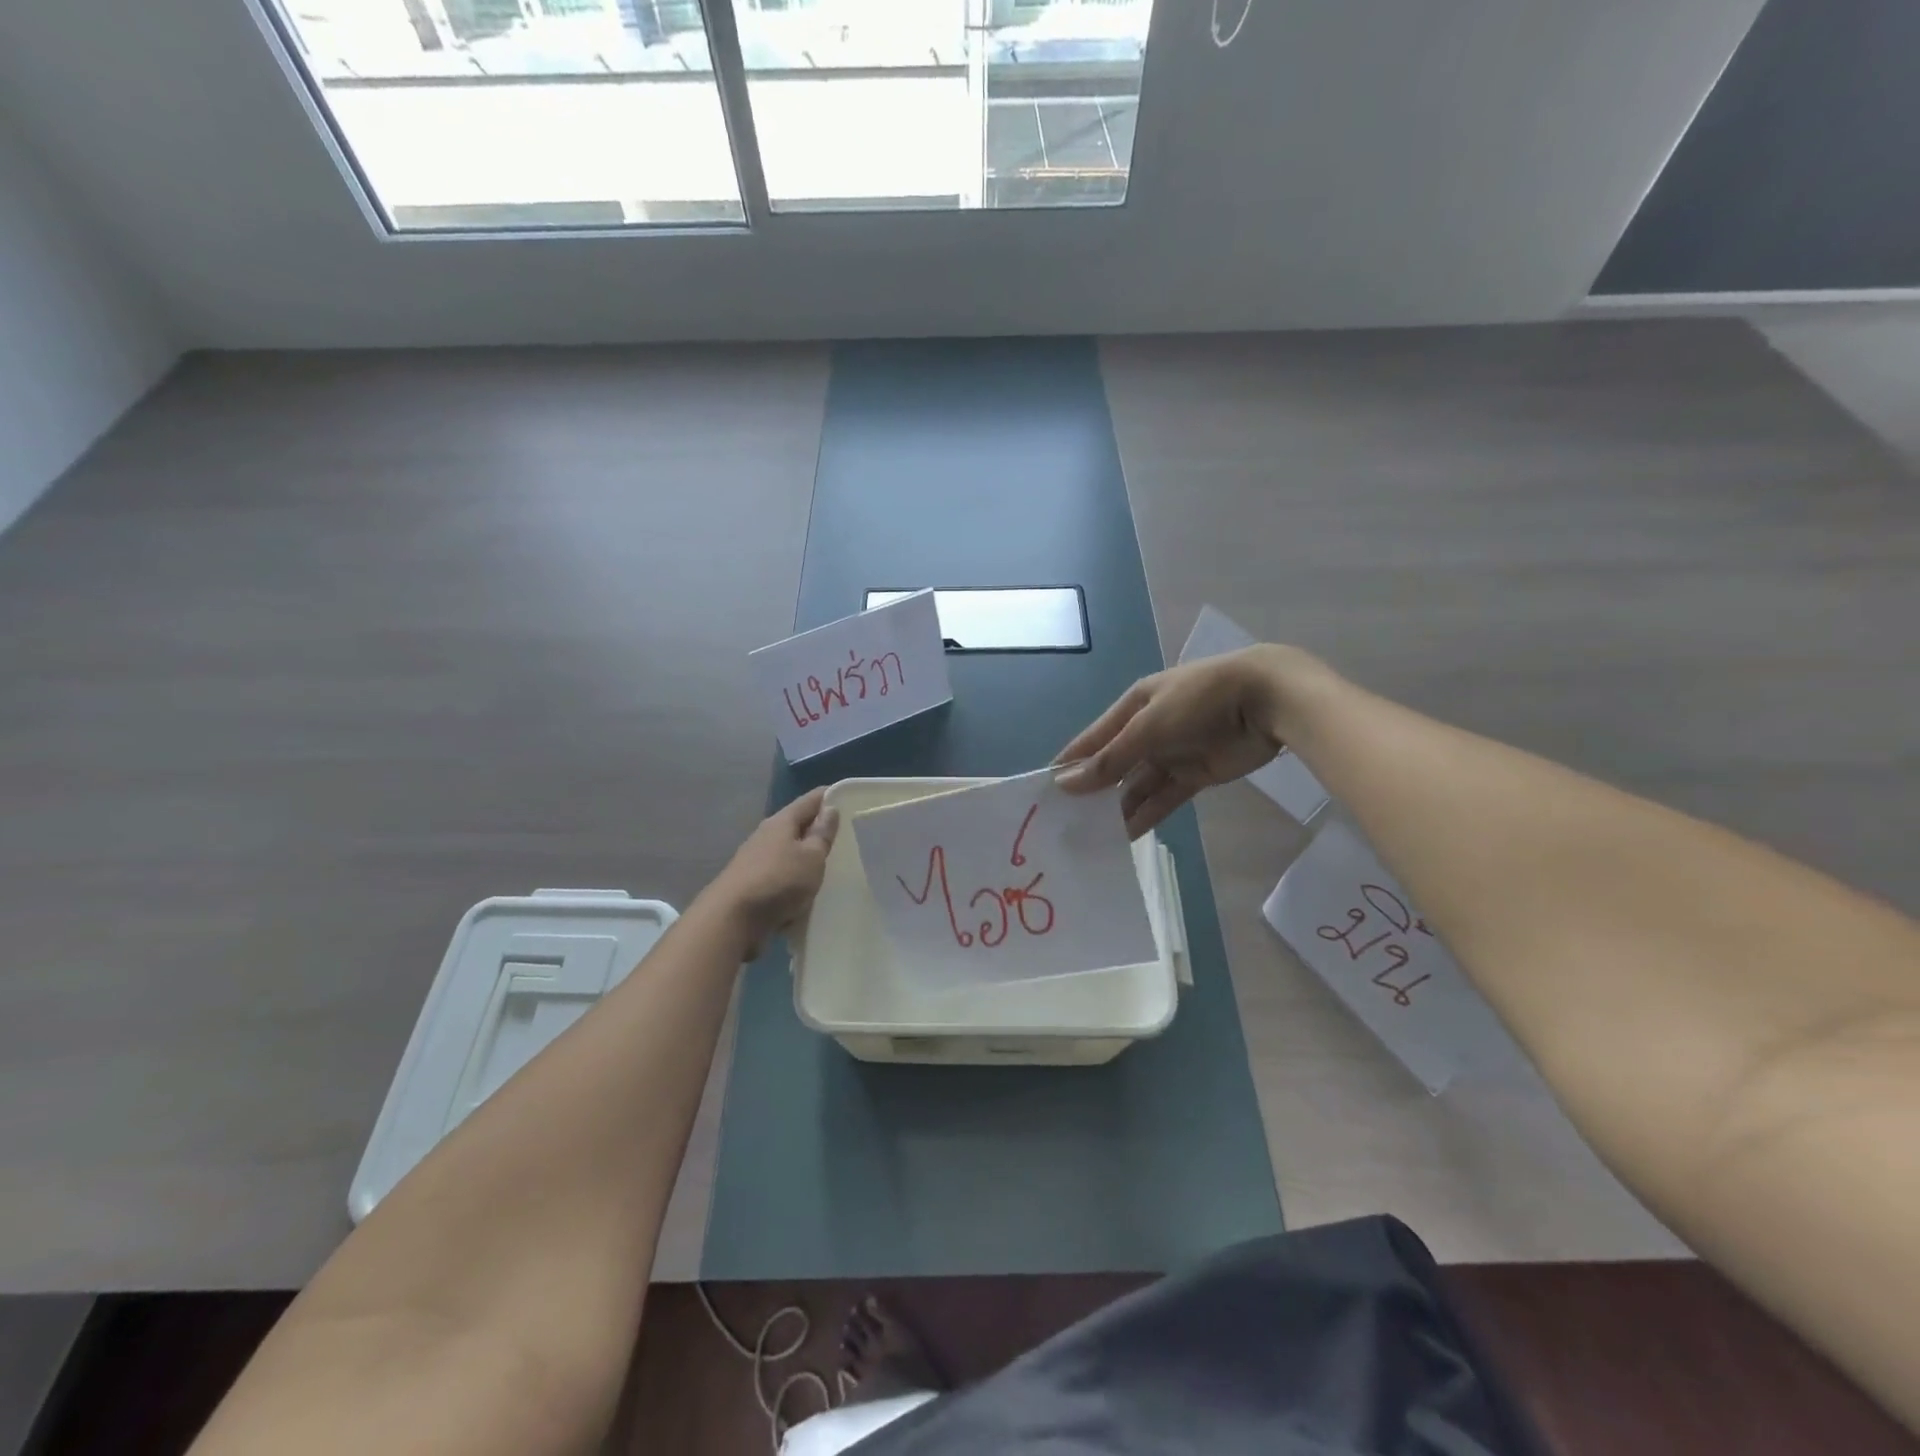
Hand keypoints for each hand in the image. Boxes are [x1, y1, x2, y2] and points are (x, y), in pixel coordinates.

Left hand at [704, 788, 839, 953]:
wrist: (731, 920)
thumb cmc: (778, 881)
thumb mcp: (811, 857)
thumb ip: (822, 834)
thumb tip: (830, 808)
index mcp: (782, 822)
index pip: (810, 800)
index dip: (831, 796)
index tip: (851, 798)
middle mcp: (766, 835)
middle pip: (797, 824)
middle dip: (819, 827)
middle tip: (848, 834)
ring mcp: (756, 860)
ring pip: (788, 850)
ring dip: (806, 854)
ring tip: (831, 863)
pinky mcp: (752, 884)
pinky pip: (781, 874)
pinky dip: (795, 877)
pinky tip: (807, 889)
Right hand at [1054, 645, 1312, 836]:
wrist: (1267, 701)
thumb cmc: (1198, 702)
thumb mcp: (1147, 727)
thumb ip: (1109, 759)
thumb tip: (1065, 783)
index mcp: (1133, 707)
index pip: (1093, 739)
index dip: (1070, 763)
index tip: (1044, 791)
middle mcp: (1149, 730)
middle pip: (1114, 764)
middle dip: (1092, 790)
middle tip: (1067, 822)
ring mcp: (1173, 753)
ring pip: (1137, 785)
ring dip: (1118, 808)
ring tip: (1092, 836)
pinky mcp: (1196, 774)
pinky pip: (1164, 797)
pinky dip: (1147, 815)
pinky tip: (1125, 836)